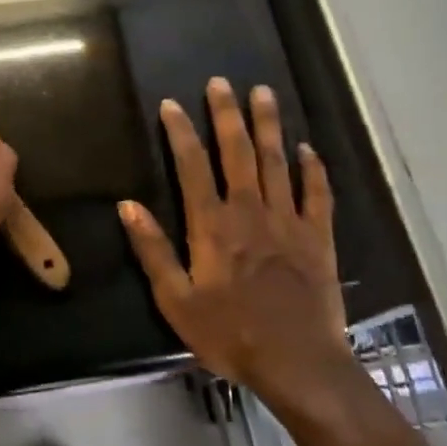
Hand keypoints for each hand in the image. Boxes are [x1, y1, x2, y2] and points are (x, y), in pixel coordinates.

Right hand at [120, 78, 348, 409]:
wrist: (298, 364)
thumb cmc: (231, 335)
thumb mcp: (177, 301)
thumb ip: (153, 250)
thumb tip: (128, 206)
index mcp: (212, 225)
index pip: (192, 165)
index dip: (181, 132)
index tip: (172, 103)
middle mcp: (250, 211)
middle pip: (237, 151)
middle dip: (226, 113)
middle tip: (221, 81)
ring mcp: (288, 220)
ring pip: (277, 161)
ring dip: (269, 125)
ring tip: (263, 92)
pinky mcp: (318, 237)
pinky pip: (317, 194)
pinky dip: (312, 169)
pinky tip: (307, 148)